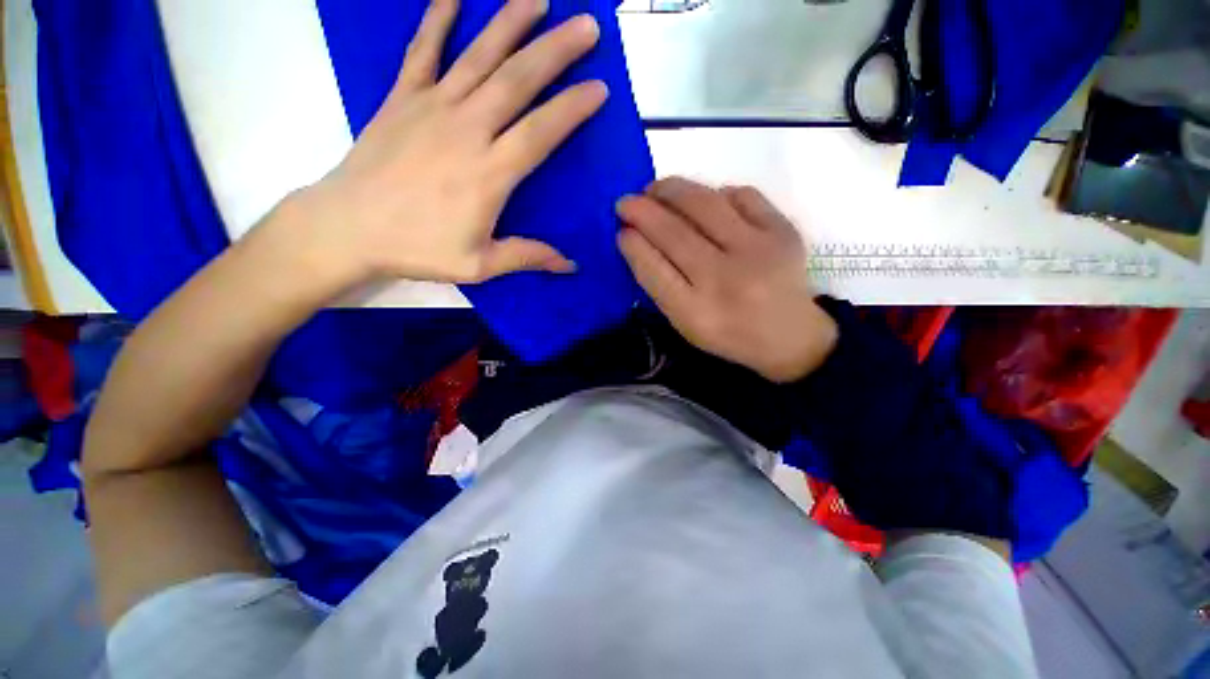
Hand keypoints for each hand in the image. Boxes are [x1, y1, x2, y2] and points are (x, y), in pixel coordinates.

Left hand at [295, 0, 606, 285]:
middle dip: (556, 50)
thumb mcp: (479, 264)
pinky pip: (423, 49)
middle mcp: (467, 129)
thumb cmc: (418, 248)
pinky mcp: (402, 97)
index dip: (572, 108)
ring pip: (479, 56)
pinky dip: (438, 17)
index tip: (599, 88)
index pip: (541, 132)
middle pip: (518, 80)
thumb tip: (569, 265)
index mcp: (489, 173)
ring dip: (511, 22)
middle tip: (587, 26)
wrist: (348, 227)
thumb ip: (527, 257)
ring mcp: (432, 106)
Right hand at [617, 178, 837, 382]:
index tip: (620, 230)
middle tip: (626, 202)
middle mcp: (725, 281)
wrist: (791, 336)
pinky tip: (704, 201)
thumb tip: (636, 238)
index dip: (632, 245)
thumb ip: (660, 285)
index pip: (653, 270)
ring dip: (672, 190)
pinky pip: (740, 195)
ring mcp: (758, 252)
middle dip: (642, 211)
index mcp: (696, 314)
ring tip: (655, 189)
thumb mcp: (686, 323)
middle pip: (674, 234)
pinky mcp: (783, 230)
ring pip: (705, 204)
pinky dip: (715, 193)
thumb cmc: (728, 333)